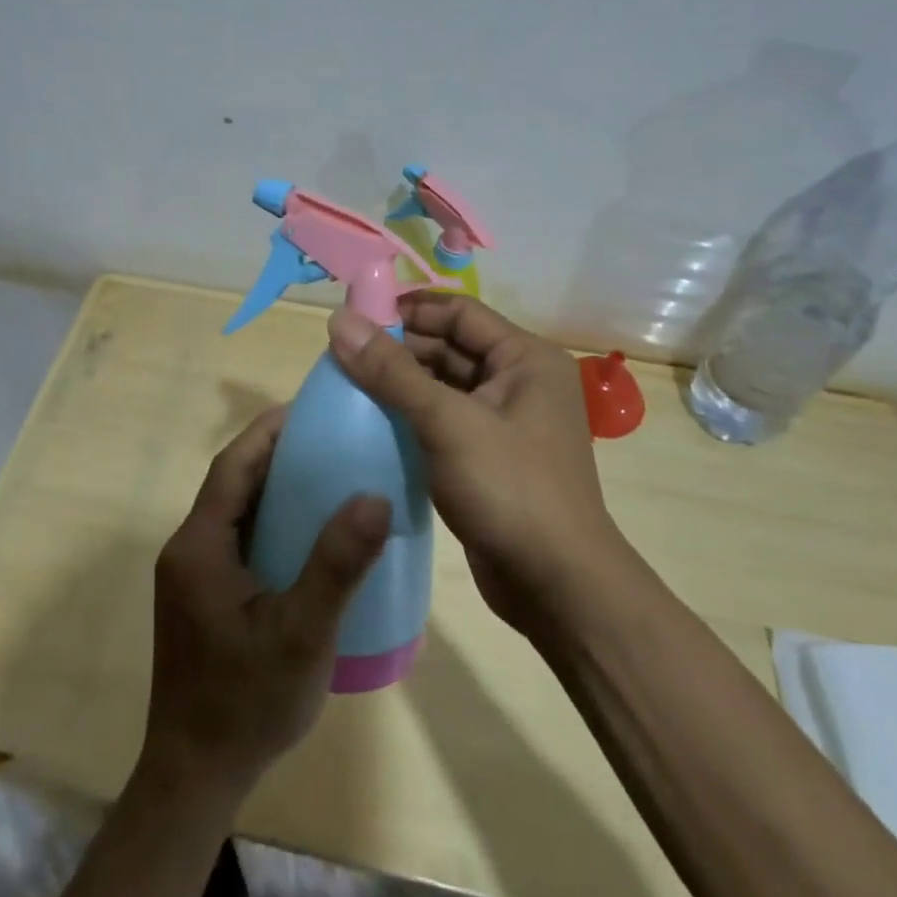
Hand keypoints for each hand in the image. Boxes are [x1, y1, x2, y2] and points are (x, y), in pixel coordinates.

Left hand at [139, 405, 390, 801]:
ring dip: (272, 488)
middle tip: (330, 438)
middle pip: (232, 483)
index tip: (311, 408)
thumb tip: (374, 497)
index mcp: (199, 545)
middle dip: (275, 453)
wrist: (196, 775)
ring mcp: (192, 576)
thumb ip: (337, 565)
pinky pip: (237, 540)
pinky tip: (307, 534)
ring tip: (326, 474)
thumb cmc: (246, 701)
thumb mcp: (301, 633)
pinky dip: (269, 522)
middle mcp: (188, 550)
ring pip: (235, 512)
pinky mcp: (202, 597)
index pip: (232, 466)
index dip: (268, 431)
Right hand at [327, 294, 631, 633]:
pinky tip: (372, 425)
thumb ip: (391, 372)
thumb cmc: (509, 489)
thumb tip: (339, 320)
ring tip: (348, 387)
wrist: (557, 586)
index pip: (458, 312)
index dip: (407, 310)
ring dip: (401, 385)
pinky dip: (411, 418)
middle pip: (450, 347)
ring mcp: (506, 422)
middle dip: (399, 349)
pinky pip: (444, 421)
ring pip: (444, 386)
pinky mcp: (489, 457)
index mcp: (525, 358)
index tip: (354, 319)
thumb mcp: (447, 422)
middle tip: (342, 357)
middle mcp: (520, 382)